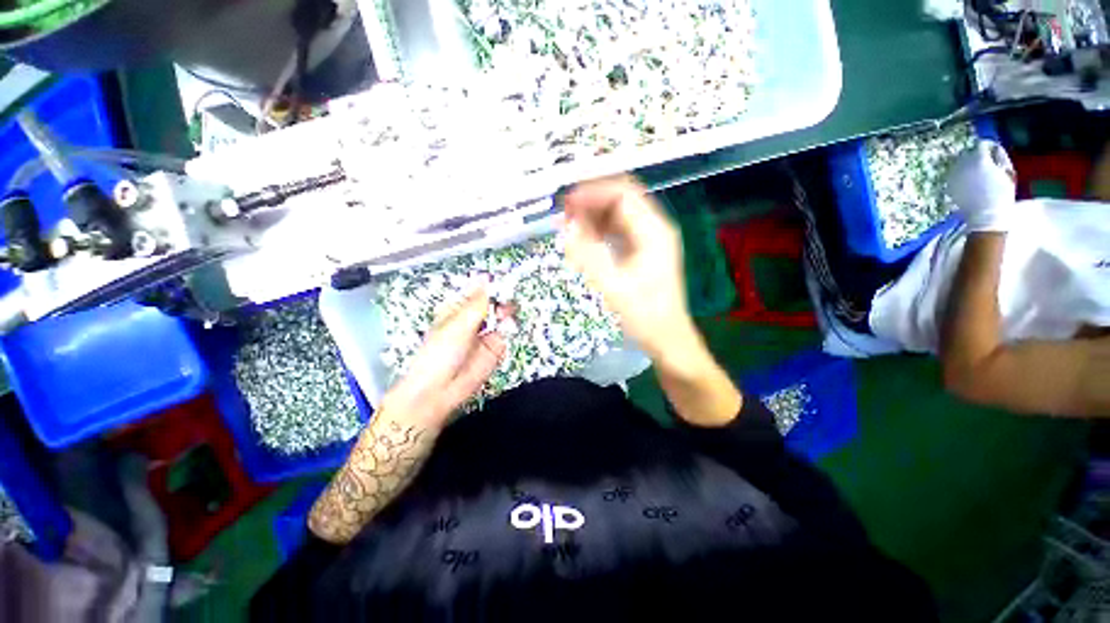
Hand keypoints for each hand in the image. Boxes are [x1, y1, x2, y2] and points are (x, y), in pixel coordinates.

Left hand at [383, 286, 506, 426]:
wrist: (440, 390)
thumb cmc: (440, 353)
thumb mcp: (458, 324)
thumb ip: (477, 303)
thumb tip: (486, 277)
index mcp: (457, 310)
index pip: (476, 293)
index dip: (489, 287)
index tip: (500, 281)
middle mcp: (472, 321)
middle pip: (492, 304)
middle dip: (500, 299)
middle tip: (506, 298)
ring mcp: (484, 335)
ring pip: (501, 318)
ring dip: (506, 313)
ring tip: (506, 313)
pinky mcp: (494, 350)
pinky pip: (505, 335)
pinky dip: (508, 329)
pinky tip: (508, 327)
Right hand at [562, 177, 697, 363]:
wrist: (667, 340)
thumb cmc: (645, 317)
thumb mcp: (613, 287)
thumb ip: (588, 255)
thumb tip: (566, 227)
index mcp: (654, 231)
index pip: (622, 194)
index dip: (592, 193)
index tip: (565, 204)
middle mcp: (654, 228)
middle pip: (621, 199)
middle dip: (591, 201)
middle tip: (563, 214)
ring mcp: (649, 240)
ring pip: (618, 214)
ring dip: (593, 215)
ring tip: (567, 225)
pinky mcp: (642, 252)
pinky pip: (617, 231)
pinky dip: (598, 230)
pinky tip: (582, 239)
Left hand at [946, 140, 1016, 232]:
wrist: (986, 215)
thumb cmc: (1002, 194)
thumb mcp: (1008, 172)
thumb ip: (1000, 157)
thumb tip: (995, 148)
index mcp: (980, 160)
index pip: (981, 144)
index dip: (989, 146)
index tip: (994, 151)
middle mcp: (963, 165)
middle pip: (968, 152)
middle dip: (977, 155)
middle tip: (986, 163)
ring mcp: (954, 176)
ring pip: (960, 163)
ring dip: (968, 165)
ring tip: (978, 174)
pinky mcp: (949, 185)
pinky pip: (954, 175)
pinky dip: (961, 175)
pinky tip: (970, 183)